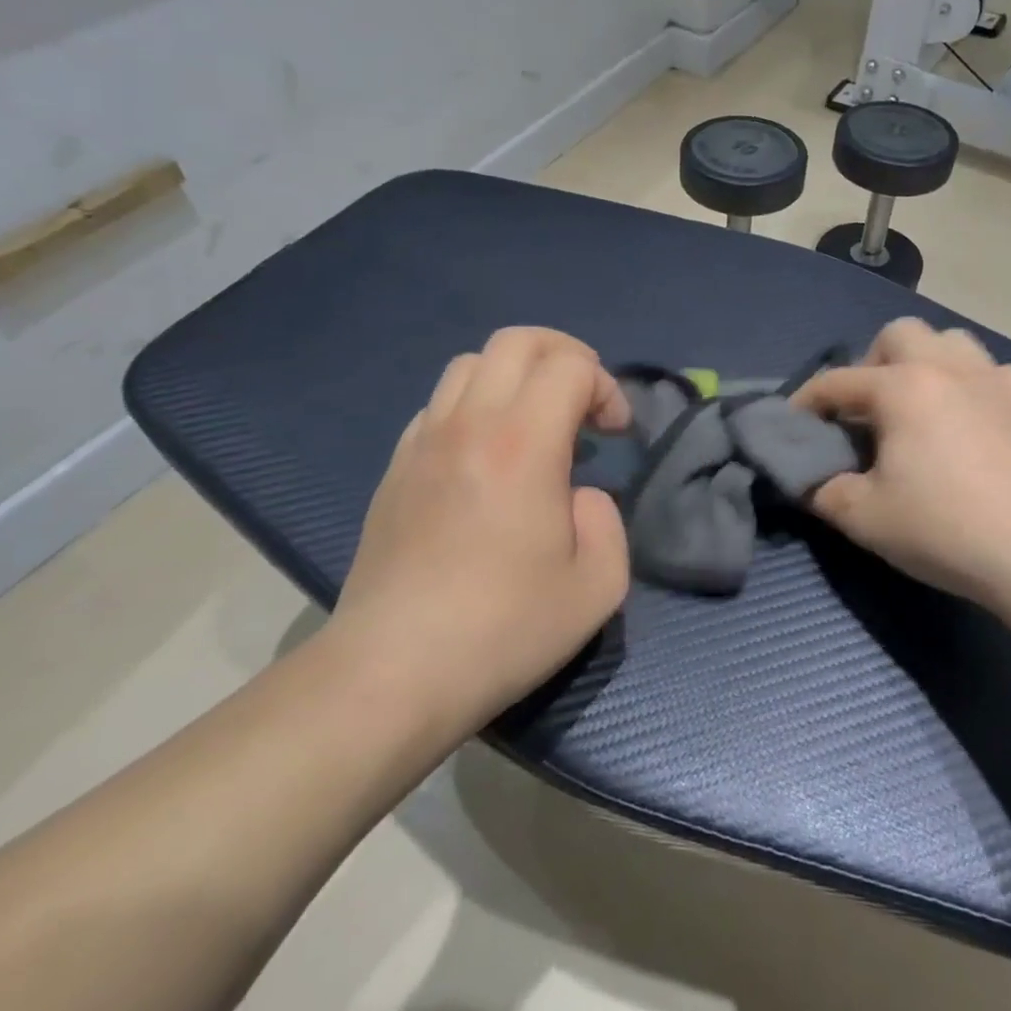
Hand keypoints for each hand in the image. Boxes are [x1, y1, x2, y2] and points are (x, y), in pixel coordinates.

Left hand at [330, 328, 631, 734]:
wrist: (394, 671)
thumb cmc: (504, 629)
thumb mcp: (598, 586)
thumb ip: (607, 520)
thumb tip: (580, 494)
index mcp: (524, 443)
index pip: (571, 366)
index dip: (606, 386)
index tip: (616, 433)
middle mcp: (470, 424)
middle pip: (516, 340)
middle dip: (564, 355)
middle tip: (583, 402)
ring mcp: (423, 442)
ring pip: (470, 364)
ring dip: (515, 377)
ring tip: (535, 424)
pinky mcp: (395, 468)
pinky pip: (439, 405)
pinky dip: (474, 406)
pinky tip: (486, 456)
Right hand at [793, 319, 1010, 611]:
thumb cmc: (944, 529)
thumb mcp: (863, 517)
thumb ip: (822, 490)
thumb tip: (809, 479)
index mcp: (902, 388)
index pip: (838, 382)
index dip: (807, 399)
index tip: (794, 421)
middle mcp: (948, 368)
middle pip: (900, 334)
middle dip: (874, 362)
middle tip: (870, 409)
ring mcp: (996, 381)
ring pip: (952, 342)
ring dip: (927, 362)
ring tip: (922, 405)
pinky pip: (994, 374)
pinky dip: (974, 386)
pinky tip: (974, 420)